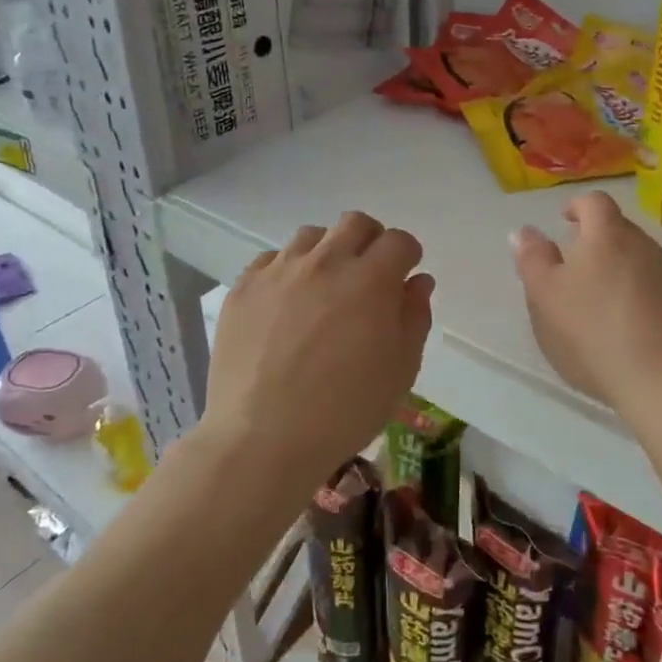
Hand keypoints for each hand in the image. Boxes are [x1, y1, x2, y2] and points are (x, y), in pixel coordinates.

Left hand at [203, 212, 433, 493]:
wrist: (262, 438)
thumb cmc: (345, 411)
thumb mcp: (400, 371)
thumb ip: (414, 317)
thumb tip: (417, 281)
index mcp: (370, 280)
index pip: (399, 241)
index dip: (407, 256)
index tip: (404, 278)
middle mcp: (325, 262)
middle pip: (355, 223)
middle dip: (370, 242)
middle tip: (367, 277)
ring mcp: (280, 270)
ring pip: (311, 236)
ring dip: (327, 253)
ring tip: (323, 290)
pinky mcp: (244, 287)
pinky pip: (272, 259)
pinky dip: (287, 272)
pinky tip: (285, 306)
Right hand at [512, 191, 661, 416]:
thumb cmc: (595, 332)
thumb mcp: (545, 297)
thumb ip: (532, 259)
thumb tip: (524, 231)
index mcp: (608, 235)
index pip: (594, 202)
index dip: (576, 206)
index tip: (563, 221)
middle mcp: (646, 246)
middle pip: (618, 230)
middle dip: (595, 241)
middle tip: (573, 268)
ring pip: (638, 260)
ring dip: (617, 271)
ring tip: (597, 303)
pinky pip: (656, 289)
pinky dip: (638, 297)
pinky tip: (626, 330)